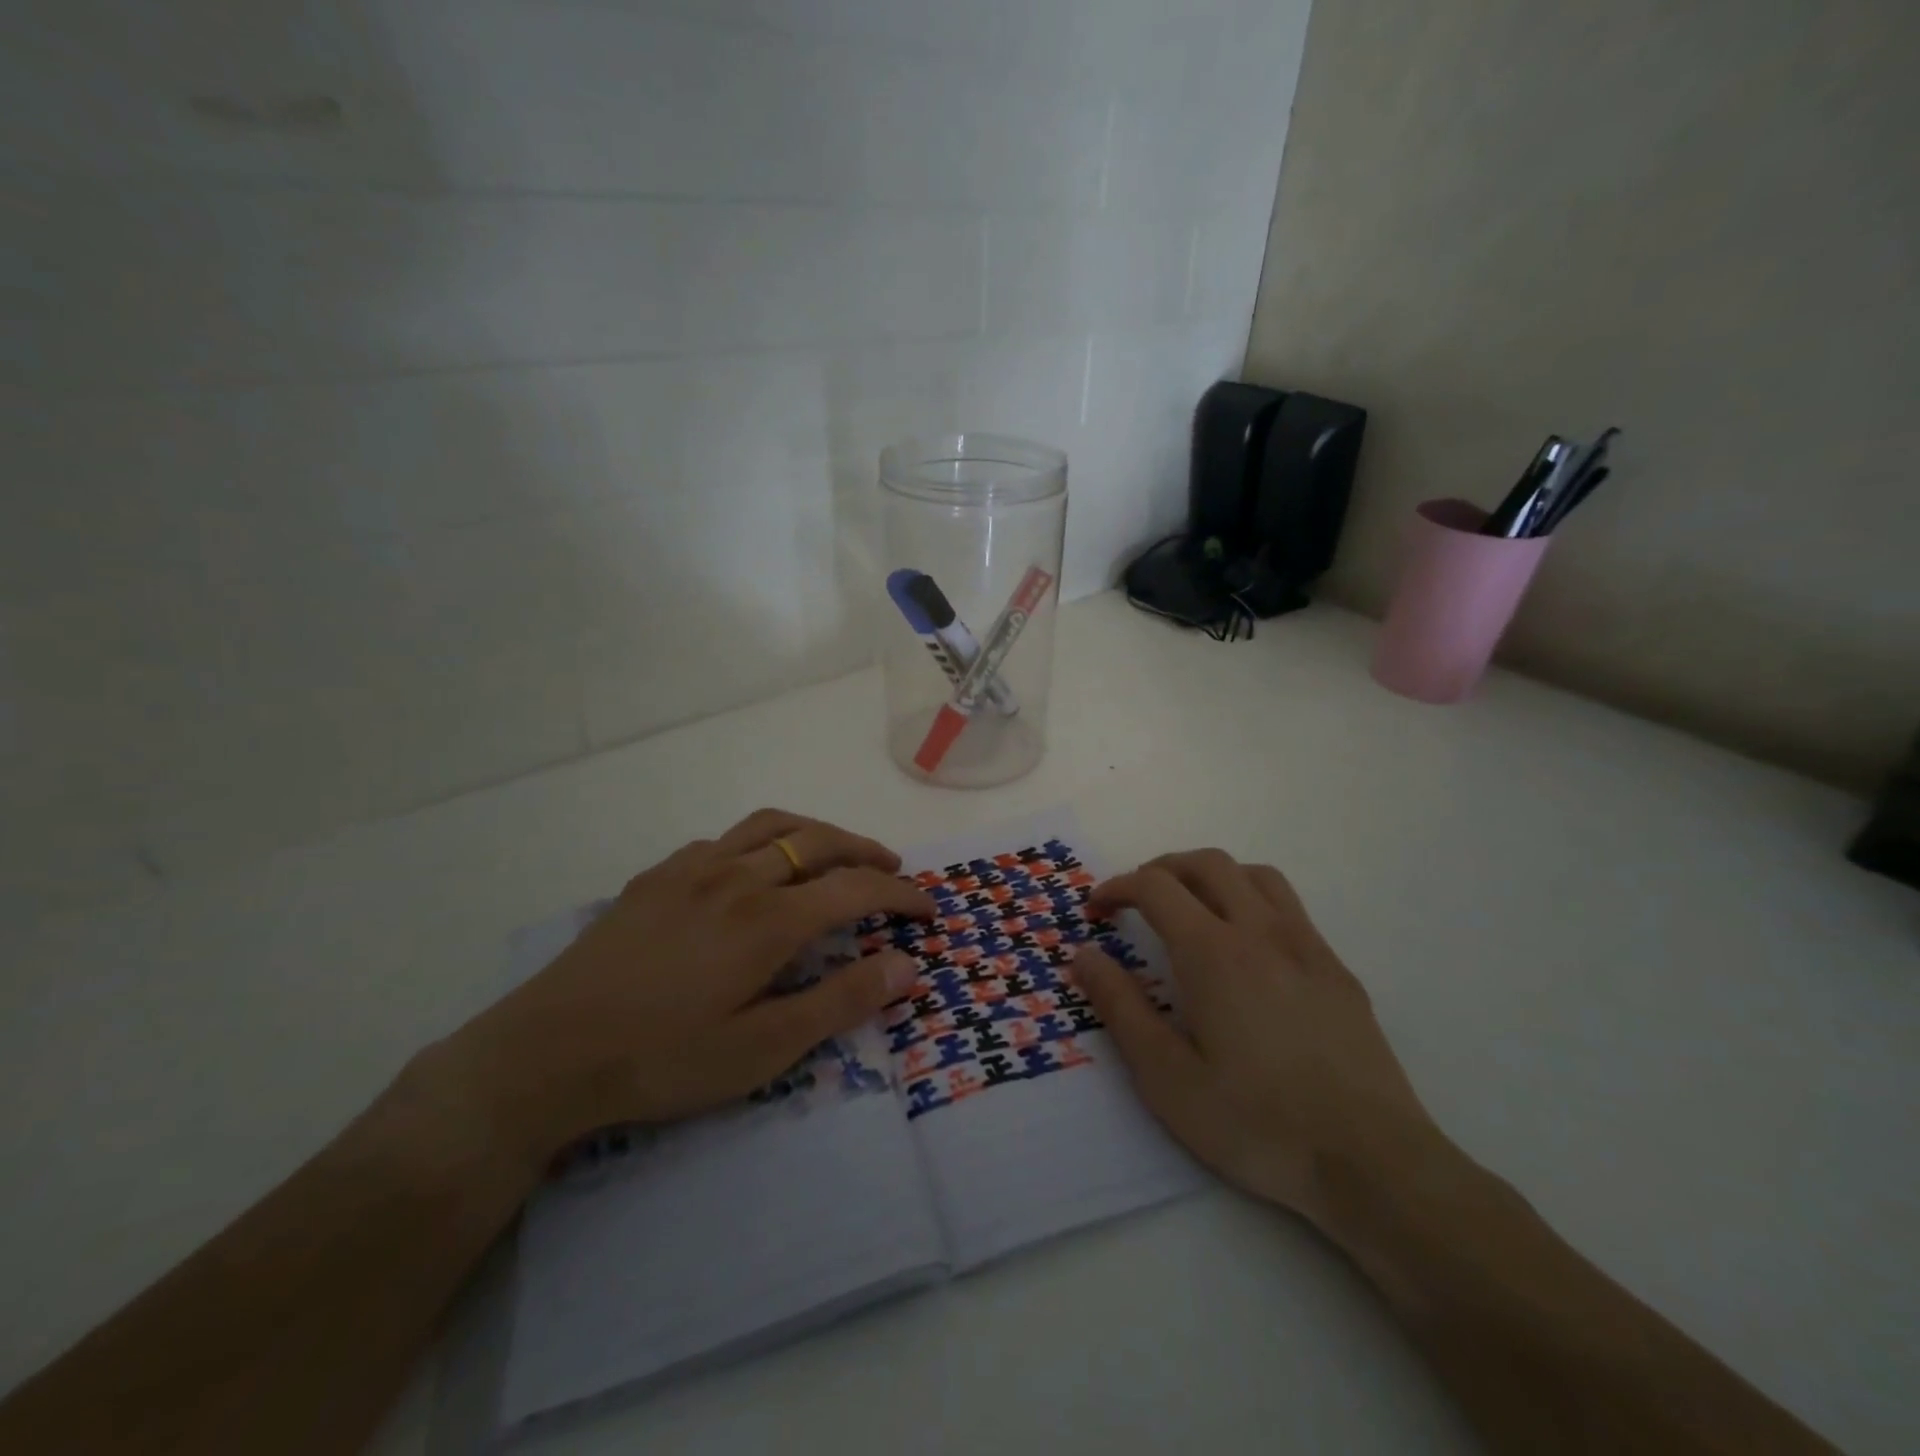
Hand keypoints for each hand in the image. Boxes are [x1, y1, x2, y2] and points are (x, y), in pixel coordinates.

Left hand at [415, 810, 932, 1171]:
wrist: (546, 1053)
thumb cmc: (663, 1059)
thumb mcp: (763, 1049)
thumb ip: (840, 1002)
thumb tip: (907, 966)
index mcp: (769, 919)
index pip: (855, 887)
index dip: (900, 893)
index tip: (927, 909)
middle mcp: (738, 877)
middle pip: (819, 841)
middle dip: (866, 851)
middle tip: (893, 870)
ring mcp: (692, 870)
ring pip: (771, 826)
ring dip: (816, 833)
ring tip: (836, 852)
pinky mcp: (656, 877)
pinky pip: (723, 840)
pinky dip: (760, 841)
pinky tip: (754, 869)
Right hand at [1072, 850, 1436, 1224]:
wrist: (1373, 1162)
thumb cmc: (1256, 1123)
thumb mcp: (1167, 1077)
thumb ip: (1120, 1007)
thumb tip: (1084, 954)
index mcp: (1213, 952)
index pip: (1156, 886)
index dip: (1118, 887)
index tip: (1096, 910)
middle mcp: (1261, 932)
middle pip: (1207, 863)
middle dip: (1162, 869)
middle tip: (1136, 899)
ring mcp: (1307, 947)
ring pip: (1254, 875)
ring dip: (1212, 875)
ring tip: (1190, 907)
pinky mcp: (1337, 970)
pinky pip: (1288, 907)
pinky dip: (1251, 901)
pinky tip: (1247, 950)